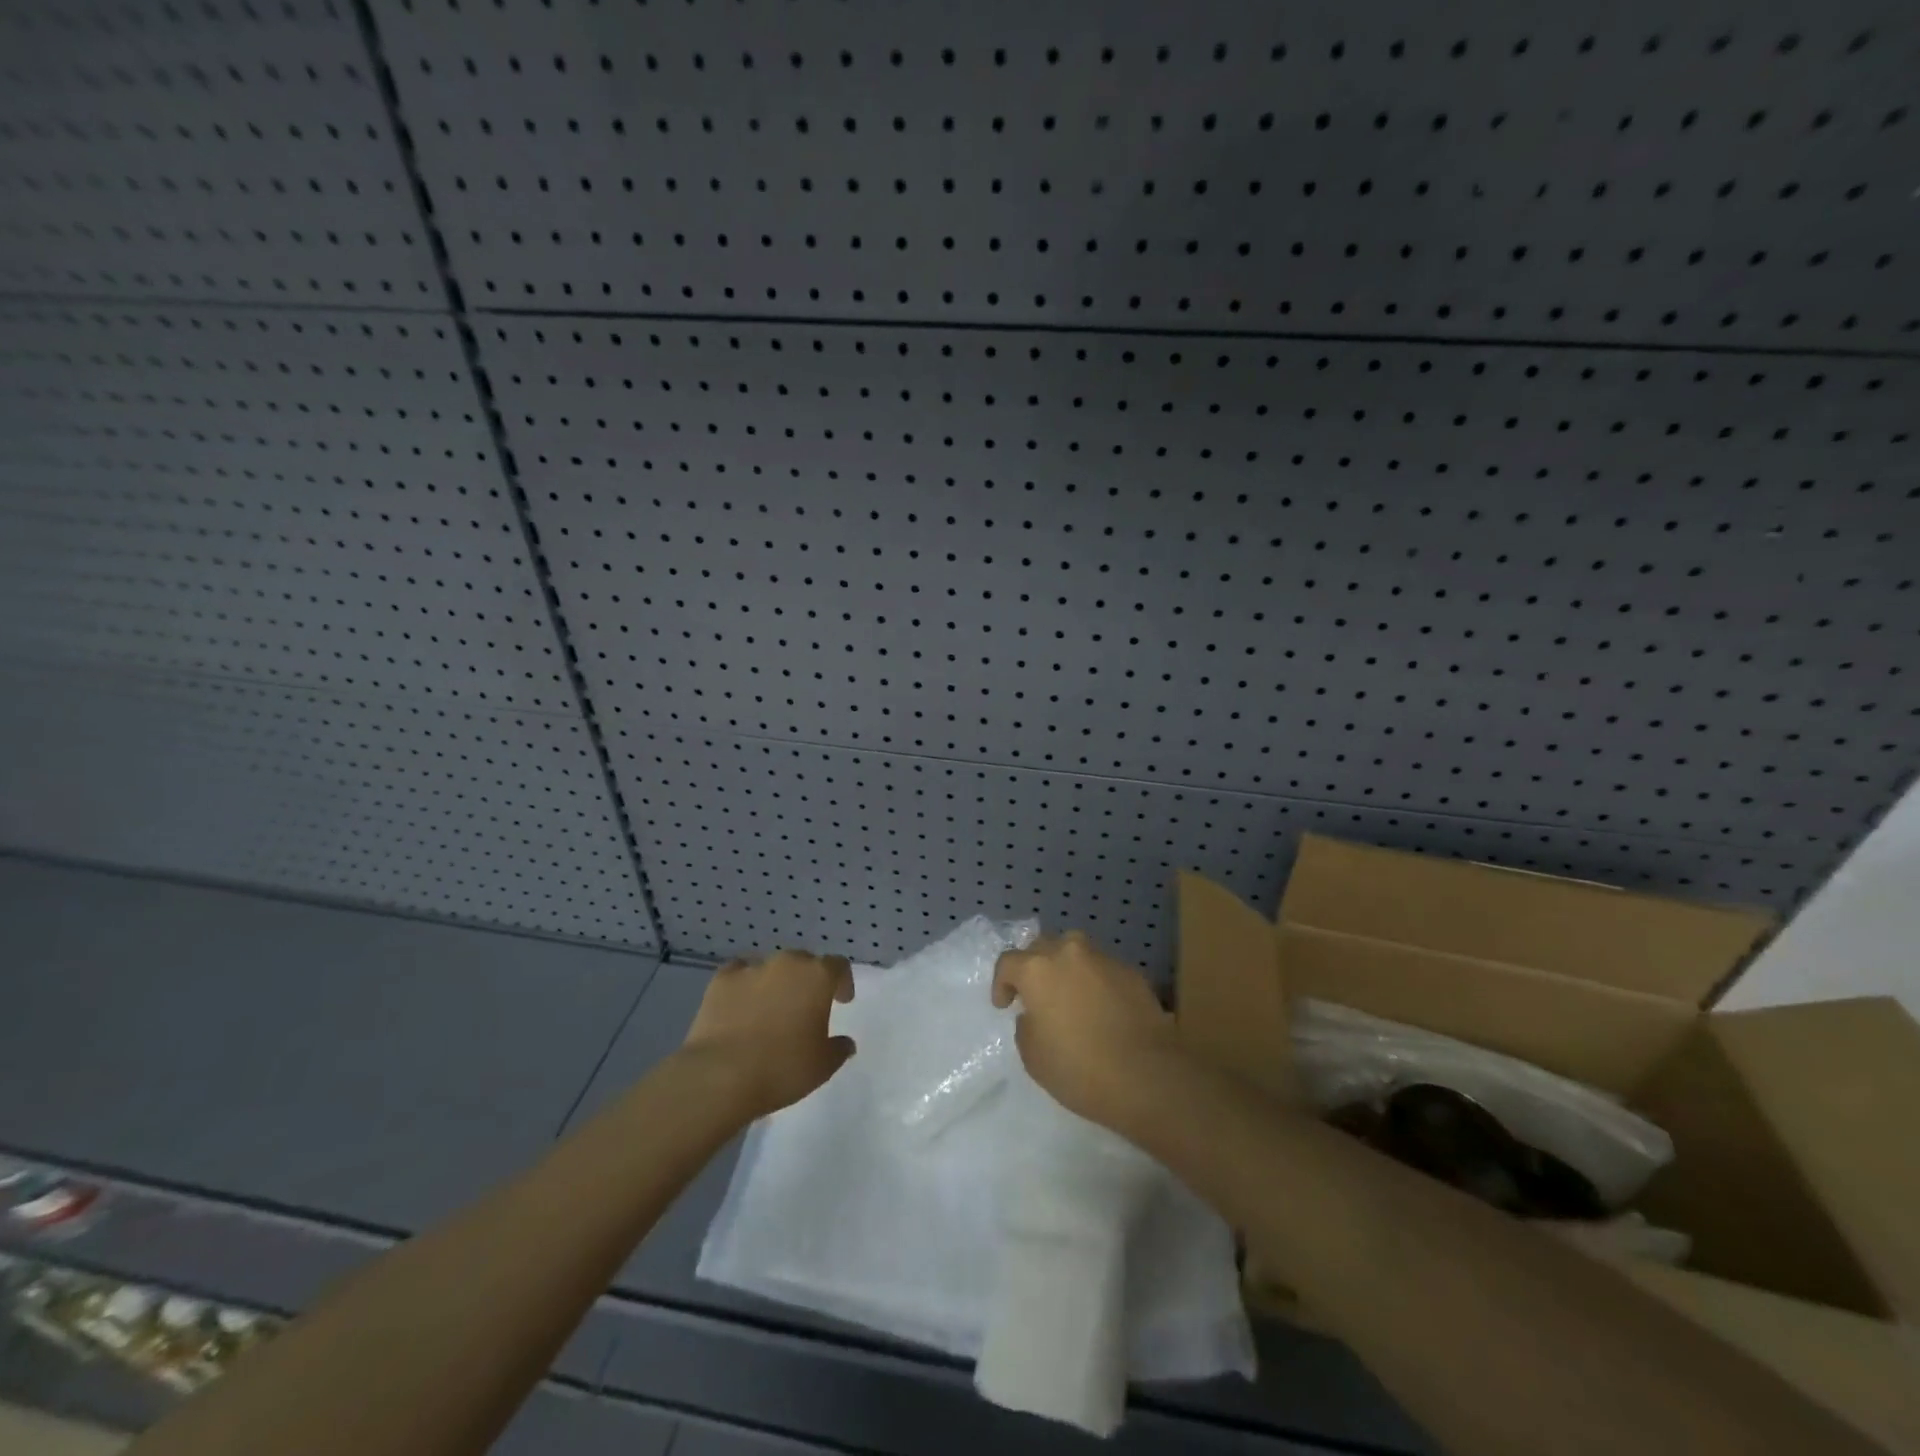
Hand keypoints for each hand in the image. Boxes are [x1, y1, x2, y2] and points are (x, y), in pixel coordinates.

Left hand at [681, 950, 855, 1117]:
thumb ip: (839, 1049)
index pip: (838, 966)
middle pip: (804, 962)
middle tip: (806, 1007)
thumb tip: (845, 1042)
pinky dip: (745, 984)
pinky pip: (739, 973)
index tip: (842, 1001)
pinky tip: (742, 1003)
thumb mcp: (823, 1066)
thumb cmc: (782, 1068)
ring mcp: (752, 968)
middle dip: (808, 981)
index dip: (842, 982)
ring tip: (771, 1009)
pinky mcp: (721, 980)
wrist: (720, 1076)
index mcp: (818, 976)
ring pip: (772, 967)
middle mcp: (787, 963)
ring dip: (776, 983)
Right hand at [991, 931, 1181, 1128]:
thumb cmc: (1079, 1068)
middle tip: (1036, 994)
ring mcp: (1103, 959)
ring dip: (1066, 968)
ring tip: (1069, 995)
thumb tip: (1036, 1014)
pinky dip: (1095, 982)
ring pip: (1076, 952)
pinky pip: (1103, 969)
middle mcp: (1069, 953)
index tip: (1005, 1005)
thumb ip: (1027, 1025)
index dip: (1001, 983)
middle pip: (1042, 946)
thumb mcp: (1033, 1056)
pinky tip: (1101, 1009)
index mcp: (1038, 969)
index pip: (1008, 962)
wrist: (1147, 1075)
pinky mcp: (1132, 972)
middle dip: (1034, 966)